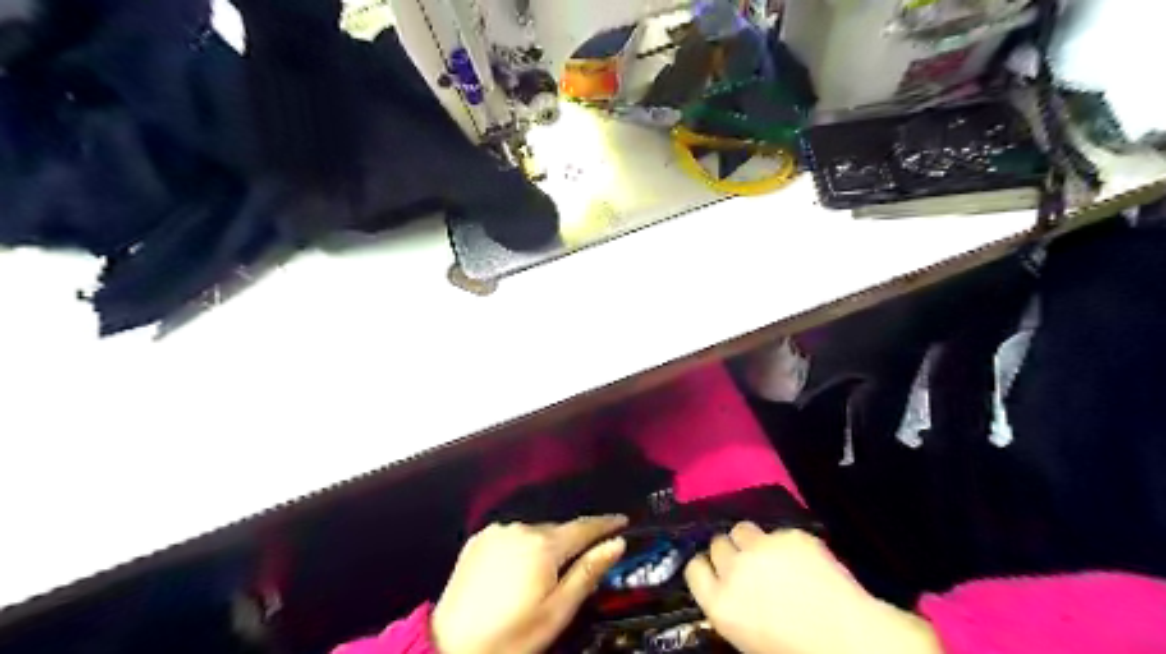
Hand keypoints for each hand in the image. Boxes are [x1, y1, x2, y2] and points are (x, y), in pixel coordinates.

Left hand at [429, 517, 629, 652]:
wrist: (450, 647)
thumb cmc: (512, 636)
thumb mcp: (557, 611)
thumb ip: (588, 572)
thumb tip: (616, 543)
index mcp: (543, 545)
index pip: (584, 527)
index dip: (606, 524)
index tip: (623, 521)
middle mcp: (520, 528)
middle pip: (558, 529)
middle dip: (574, 541)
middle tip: (586, 560)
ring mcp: (497, 532)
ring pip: (534, 532)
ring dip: (547, 544)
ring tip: (549, 572)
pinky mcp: (478, 539)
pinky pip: (512, 536)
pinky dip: (523, 546)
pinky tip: (521, 568)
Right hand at [684, 523, 935, 652]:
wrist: (851, 640)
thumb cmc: (796, 650)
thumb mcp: (746, 637)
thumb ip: (729, 606)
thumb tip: (726, 587)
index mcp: (720, 603)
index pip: (694, 569)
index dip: (706, 569)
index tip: (716, 572)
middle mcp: (735, 569)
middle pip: (717, 544)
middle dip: (730, 552)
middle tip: (747, 565)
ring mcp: (763, 547)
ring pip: (742, 529)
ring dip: (751, 541)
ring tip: (770, 555)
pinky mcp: (790, 535)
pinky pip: (779, 533)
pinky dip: (786, 544)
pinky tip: (803, 560)